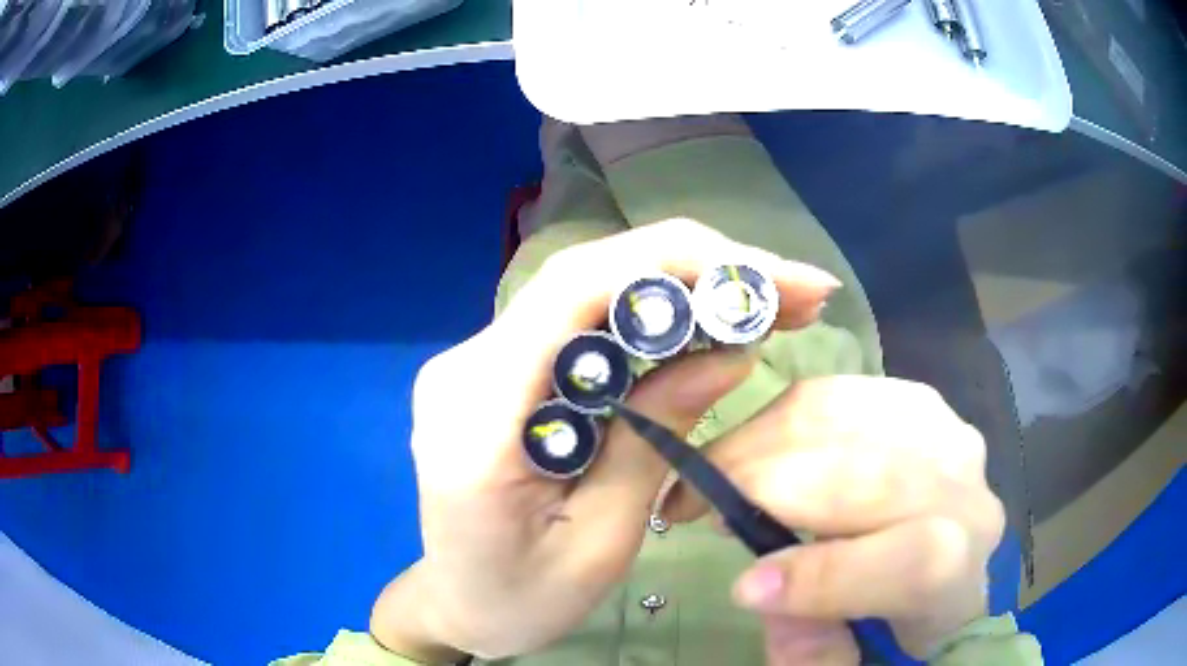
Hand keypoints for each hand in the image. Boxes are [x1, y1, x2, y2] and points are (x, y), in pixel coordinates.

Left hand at [369, 219, 842, 661]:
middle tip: (794, 290)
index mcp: (477, 415)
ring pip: (588, 290)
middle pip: (587, 276)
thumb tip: (730, 352)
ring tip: (770, 303)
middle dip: (699, 268)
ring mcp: (478, 360)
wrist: (456, 604)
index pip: (576, 291)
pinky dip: (653, 315)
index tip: (775, 281)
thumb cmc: (519, 599)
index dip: (681, 265)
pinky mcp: (499, 368)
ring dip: (683, 285)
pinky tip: (708, 323)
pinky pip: (581, 322)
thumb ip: (653, 441)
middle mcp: (467, 364)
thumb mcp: (599, 542)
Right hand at [664, 376, 1004, 662]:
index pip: (915, 560)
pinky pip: (834, 391)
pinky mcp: (912, 397)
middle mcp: (964, 489)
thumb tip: (758, 591)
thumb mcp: (858, 654)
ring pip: (843, 418)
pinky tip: (753, 446)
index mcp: (961, 570)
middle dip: (766, 488)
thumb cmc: (899, 610)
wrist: (947, 549)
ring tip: (714, 473)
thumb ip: (813, 649)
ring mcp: (941, 430)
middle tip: (692, 506)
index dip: (826, 576)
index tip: (743, 586)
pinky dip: (778, 416)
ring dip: (759, 442)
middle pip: (870, 476)